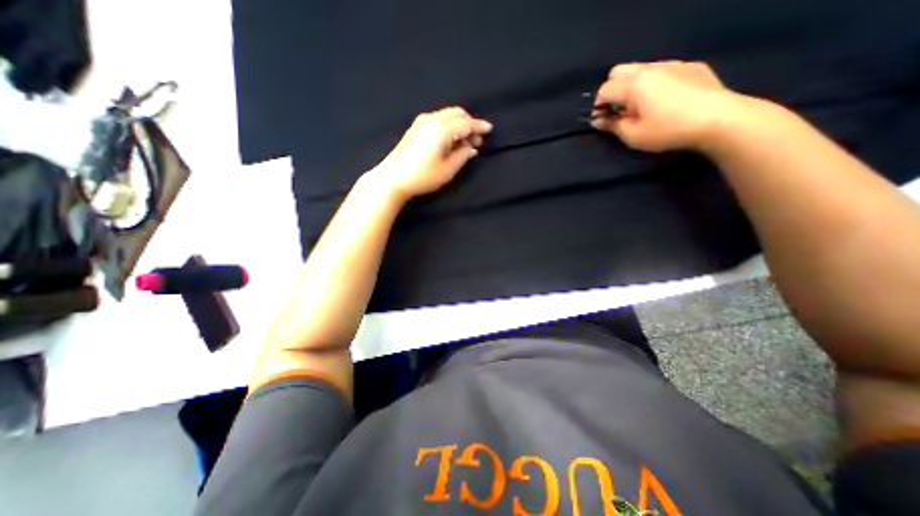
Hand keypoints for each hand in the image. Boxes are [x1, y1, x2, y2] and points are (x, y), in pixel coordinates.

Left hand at [370, 105, 491, 198]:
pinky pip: (439, 120)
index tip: (489, 129)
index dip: (479, 126)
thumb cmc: (423, 176)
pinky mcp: (416, 127)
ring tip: (465, 144)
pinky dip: (449, 127)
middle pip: (457, 113)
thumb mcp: (448, 169)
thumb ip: (462, 156)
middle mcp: (432, 119)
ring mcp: (422, 121)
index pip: (466, 123)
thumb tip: (471, 148)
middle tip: (476, 140)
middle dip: (470, 124)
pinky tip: (451, 141)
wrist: (393, 177)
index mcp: (441, 128)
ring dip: (459, 125)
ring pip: (448, 116)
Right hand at [588, 61, 746, 153]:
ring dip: (632, 86)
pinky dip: (653, 83)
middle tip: (618, 110)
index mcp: (634, 84)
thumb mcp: (633, 135)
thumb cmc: (668, 130)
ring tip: (640, 106)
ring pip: (640, 68)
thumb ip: (612, 126)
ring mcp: (672, 64)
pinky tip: (664, 100)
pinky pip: (662, 70)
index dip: (598, 106)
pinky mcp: (690, 66)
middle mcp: (650, 68)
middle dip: (612, 90)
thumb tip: (598, 120)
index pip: (605, 89)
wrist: (718, 119)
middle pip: (619, 71)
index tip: (602, 120)